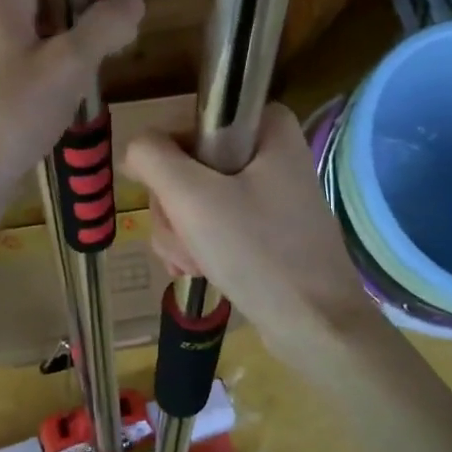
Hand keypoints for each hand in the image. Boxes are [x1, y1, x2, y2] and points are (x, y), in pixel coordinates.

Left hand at [0, 0, 143, 188]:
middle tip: (110, 49)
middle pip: (47, 0)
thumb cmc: (19, 110)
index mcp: (0, 0)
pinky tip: (66, 97)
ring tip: (91, 76)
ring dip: (72, 47)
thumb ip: (106, 24)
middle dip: (84, 19)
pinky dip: (52, 70)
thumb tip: (134, 0)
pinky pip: (28, 62)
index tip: (112, 13)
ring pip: (40, 34)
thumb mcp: (72, 63)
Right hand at [122, 105, 379, 362]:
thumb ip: (152, 158)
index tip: (174, 200)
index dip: (168, 164)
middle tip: (189, 240)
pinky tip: (202, 271)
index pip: (188, 126)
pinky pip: (213, 225)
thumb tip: (136, 149)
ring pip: (194, 201)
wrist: (315, 325)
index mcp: (266, 126)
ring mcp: (268, 193)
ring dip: (182, 235)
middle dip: (175, 211)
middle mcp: (270, 152)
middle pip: (187, 167)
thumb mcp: (193, 198)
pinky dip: (199, 248)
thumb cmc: (258, 252)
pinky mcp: (265, 228)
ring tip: (197, 263)